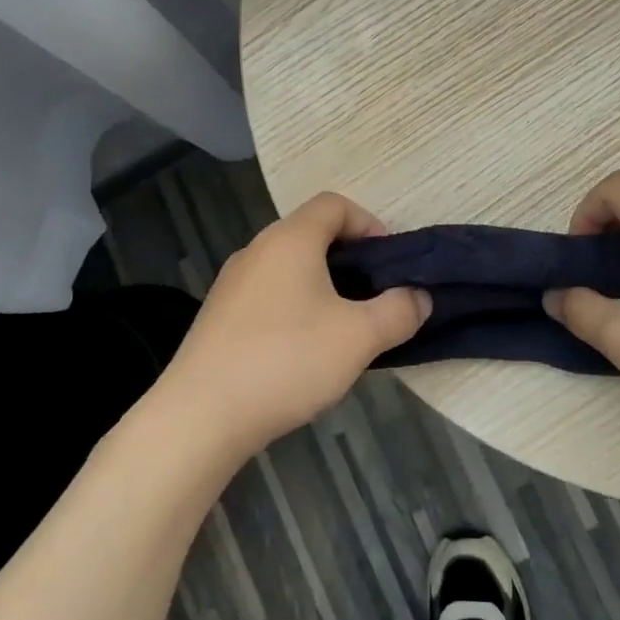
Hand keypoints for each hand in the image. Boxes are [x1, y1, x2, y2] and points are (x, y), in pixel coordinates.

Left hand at [159, 192, 429, 456]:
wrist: (200, 415)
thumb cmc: (287, 360)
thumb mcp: (359, 337)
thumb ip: (398, 311)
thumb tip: (420, 297)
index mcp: (290, 239)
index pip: (334, 204)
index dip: (369, 223)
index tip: (389, 263)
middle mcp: (257, 250)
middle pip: (311, 234)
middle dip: (350, 260)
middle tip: (374, 297)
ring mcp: (232, 283)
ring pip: (289, 267)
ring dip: (322, 286)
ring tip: (344, 327)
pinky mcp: (218, 316)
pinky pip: (268, 294)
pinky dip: (294, 307)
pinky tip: (303, 351)